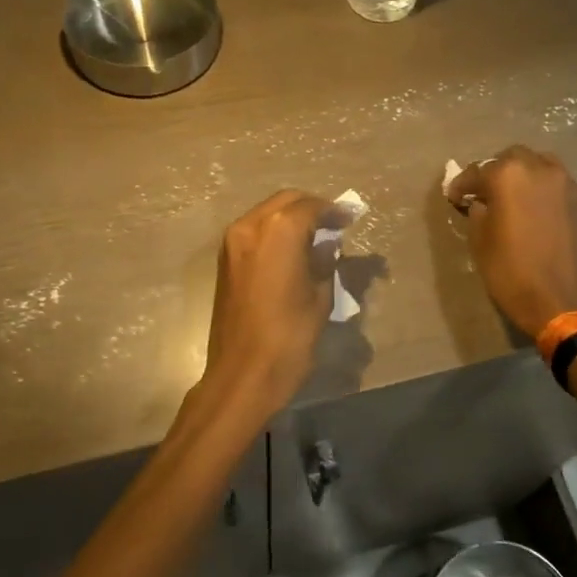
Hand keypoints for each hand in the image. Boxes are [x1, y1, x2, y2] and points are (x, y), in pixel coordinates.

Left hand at [202, 190, 335, 416]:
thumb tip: (327, 246)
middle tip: (335, 225)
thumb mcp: (320, 298)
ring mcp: (232, 243)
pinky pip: (254, 232)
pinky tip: (292, 251)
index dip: (334, 211)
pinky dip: (274, 233)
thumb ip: (324, 262)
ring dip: (291, 219)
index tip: (351, 218)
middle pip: (285, 202)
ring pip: (267, 214)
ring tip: (315, 238)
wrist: (243, 374)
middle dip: (311, 209)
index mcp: (278, 231)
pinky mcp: (225, 261)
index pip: (310, 207)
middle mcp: (250, 227)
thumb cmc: (289, 337)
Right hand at [446, 146, 576, 336]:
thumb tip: (481, 203)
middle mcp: (539, 168)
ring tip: (512, 197)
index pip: (476, 172)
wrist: (560, 300)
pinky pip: (556, 183)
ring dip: (522, 176)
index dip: (461, 185)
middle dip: (494, 172)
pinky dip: (541, 189)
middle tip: (484, 194)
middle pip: (511, 158)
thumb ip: (477, 212)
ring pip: (538, 165)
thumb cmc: (510, 271)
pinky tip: (534, 209)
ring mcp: (565, 183)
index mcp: (508, 176)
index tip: (454, 197)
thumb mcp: (479, 242)